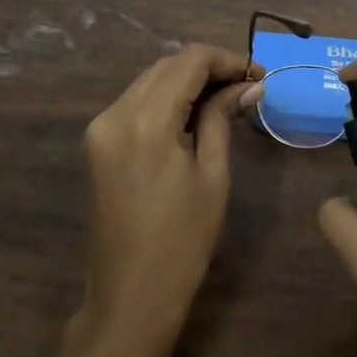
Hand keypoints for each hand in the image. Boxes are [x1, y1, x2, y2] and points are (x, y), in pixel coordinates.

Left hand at [79, 43, 260, 343]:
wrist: (129, 296)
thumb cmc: (182, 241)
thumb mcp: (212, 175)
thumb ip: (223, 119)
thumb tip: (249, 86)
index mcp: (145, 120)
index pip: (189, 61)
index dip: (228, 60)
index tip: (259, 77)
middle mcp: (115, 113)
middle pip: (166, 66)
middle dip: (209, 68)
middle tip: (248, 88)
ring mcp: (100, 128)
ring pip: (149, 81)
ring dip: (187, 82)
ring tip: (227, 100)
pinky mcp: (97, 143)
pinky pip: (136, 103)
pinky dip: (167, 100)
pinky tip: (194, 116)